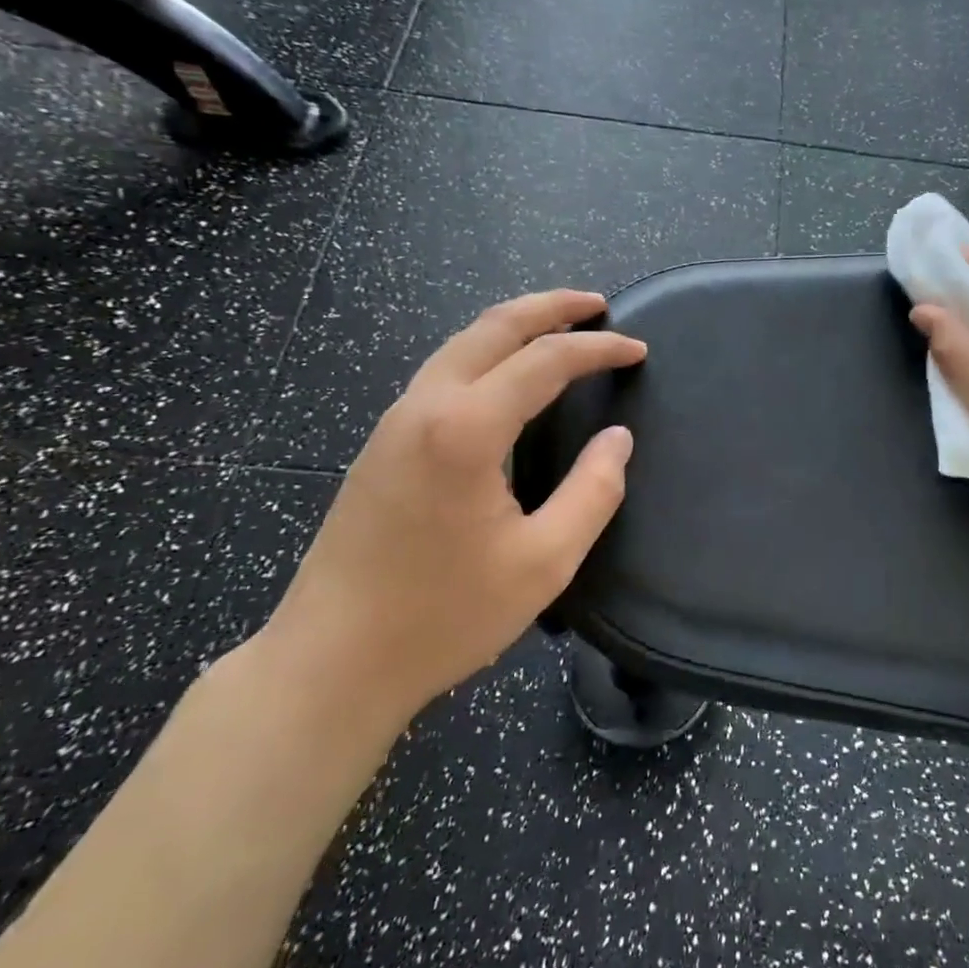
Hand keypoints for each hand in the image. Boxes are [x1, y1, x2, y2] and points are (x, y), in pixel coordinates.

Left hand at [261, 290, 646, 732]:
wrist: (330, 662)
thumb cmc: (443, 616)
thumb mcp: (543, 563)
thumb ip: (592, 493)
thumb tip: (617, 440)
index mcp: (466, 429)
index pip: (545, 361)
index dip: (598, 350)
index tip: (638, 350)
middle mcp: (425, 407)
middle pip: (493, 327)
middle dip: (550, 307)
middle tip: (597, 304)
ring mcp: (394, 423)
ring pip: (460, 344)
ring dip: (514, 325)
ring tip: (558, 327)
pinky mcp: (380, 445)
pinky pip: (442, 371)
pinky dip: (485, 353)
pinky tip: (505, 375)